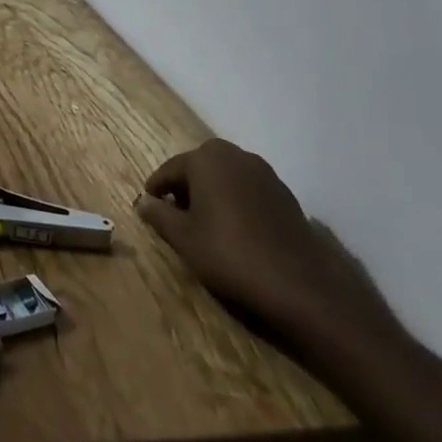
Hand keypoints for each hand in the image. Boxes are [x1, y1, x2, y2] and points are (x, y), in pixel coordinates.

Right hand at [137, 139, 397, 354]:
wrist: (299, 286)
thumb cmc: (229, 254)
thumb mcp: (184, 238)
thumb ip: (159, 215)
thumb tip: (142, 201)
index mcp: (206, 158)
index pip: (169, 170)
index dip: (156, 191)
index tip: (149, 210)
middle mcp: (235, 155)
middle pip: (199, 168)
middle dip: (185, 189)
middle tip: (177, 218)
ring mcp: (264, 173)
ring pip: (225, 178)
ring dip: (211, 195)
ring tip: (205, 226)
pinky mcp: (285, 194)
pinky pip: (247, 190)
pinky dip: (235, 203)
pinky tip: (236, 232)